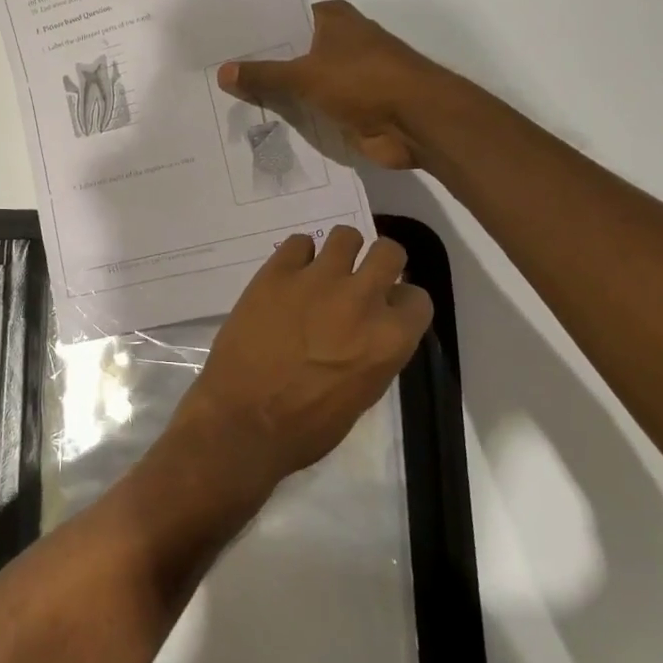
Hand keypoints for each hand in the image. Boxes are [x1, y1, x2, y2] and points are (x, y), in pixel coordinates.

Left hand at [172, 227, 434, 485]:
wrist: (244, 420)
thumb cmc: (307, 426)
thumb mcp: (362, 395)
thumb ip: (374, 352)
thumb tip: (368, 331)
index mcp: (390, 339)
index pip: (417, 298)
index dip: (401, 302)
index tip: (386, 307)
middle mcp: (361, 300)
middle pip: (389, 252)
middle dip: (380, 262)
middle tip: (360, 276)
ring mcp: (318, 280)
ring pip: (345, 236)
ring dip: (340, 251)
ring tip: (324, 270)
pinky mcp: (277, 272)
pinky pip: (298, 242)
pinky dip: (297, 256)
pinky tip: (289, 275)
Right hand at [217, 0, 439, 168]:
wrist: (417, 122)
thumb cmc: (363, 81)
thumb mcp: (305, 75)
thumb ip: (263, 75)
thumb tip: (223, 72)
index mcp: (332, 20)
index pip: (283, 20)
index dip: (254, 32)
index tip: (220, 43)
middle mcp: (338, 43)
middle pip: (289, 53)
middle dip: (258, 67)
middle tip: (213, 75)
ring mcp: (344, 78)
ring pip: (298, 85)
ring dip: (273, 96)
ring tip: (226, 102)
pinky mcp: (347, 108)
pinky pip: (309, 110)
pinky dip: (291, 118)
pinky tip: (256, 125)